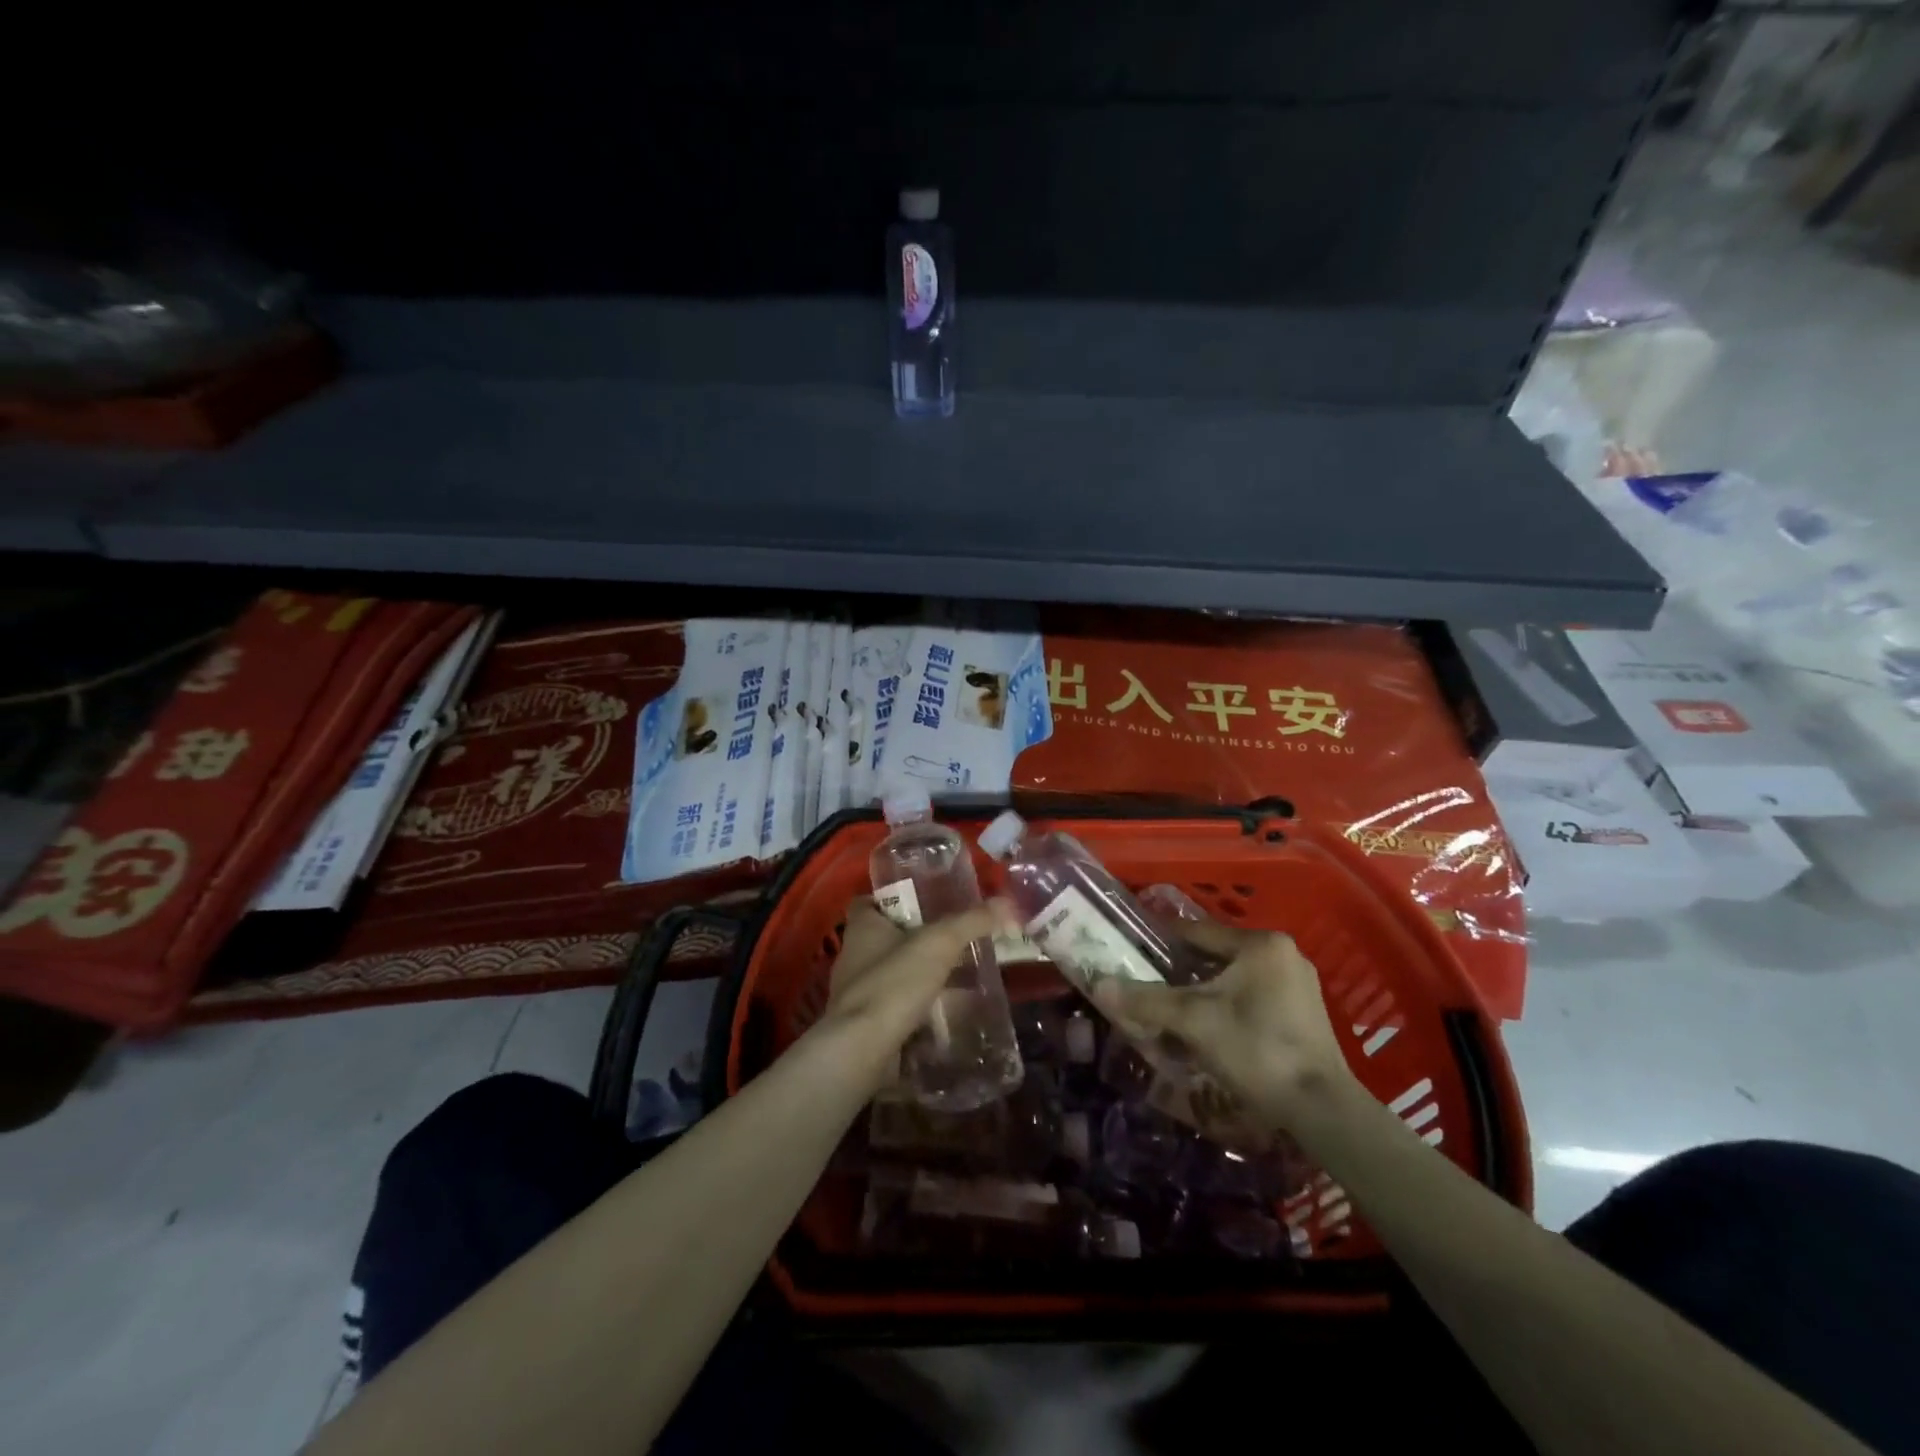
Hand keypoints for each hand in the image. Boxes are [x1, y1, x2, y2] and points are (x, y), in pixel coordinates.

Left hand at [813, 896, 1009, 1078]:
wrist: (862, 1050)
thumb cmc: (894, 983)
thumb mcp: (940, 944)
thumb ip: (971, 922)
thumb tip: (1006, 903)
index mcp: (862, 927)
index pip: (869, 901)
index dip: (893, 899)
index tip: (924, 903)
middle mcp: (853, 955)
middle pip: (885, 938)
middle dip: (916, 940)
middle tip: (952, 941)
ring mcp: (856, 993)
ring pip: (892, 975)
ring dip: (918, 976)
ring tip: (956, 977)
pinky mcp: (864, 1025)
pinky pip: (894, 1008)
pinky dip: (916, 1009)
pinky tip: (944, 1013)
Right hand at [1091, 919, 1358, 1130]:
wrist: (1321, 1109)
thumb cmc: (1256, 1049)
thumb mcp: (1193, 1021)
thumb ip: (1146, 1000)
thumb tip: (1100, 984)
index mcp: (1260, 944)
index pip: (1196, 932)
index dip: (1160, 942)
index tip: (1133, 952)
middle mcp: (1283, 955)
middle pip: (1214, 957)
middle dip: (1181, 974)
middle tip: (1149, 988)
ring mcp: (1298, 986)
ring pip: (1233, 980)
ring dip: (1203, 994)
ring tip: (1173, 1014)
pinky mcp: (1304, 1015)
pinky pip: (1252, 999)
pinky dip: (1227, 1009)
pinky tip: (1209, 1032)